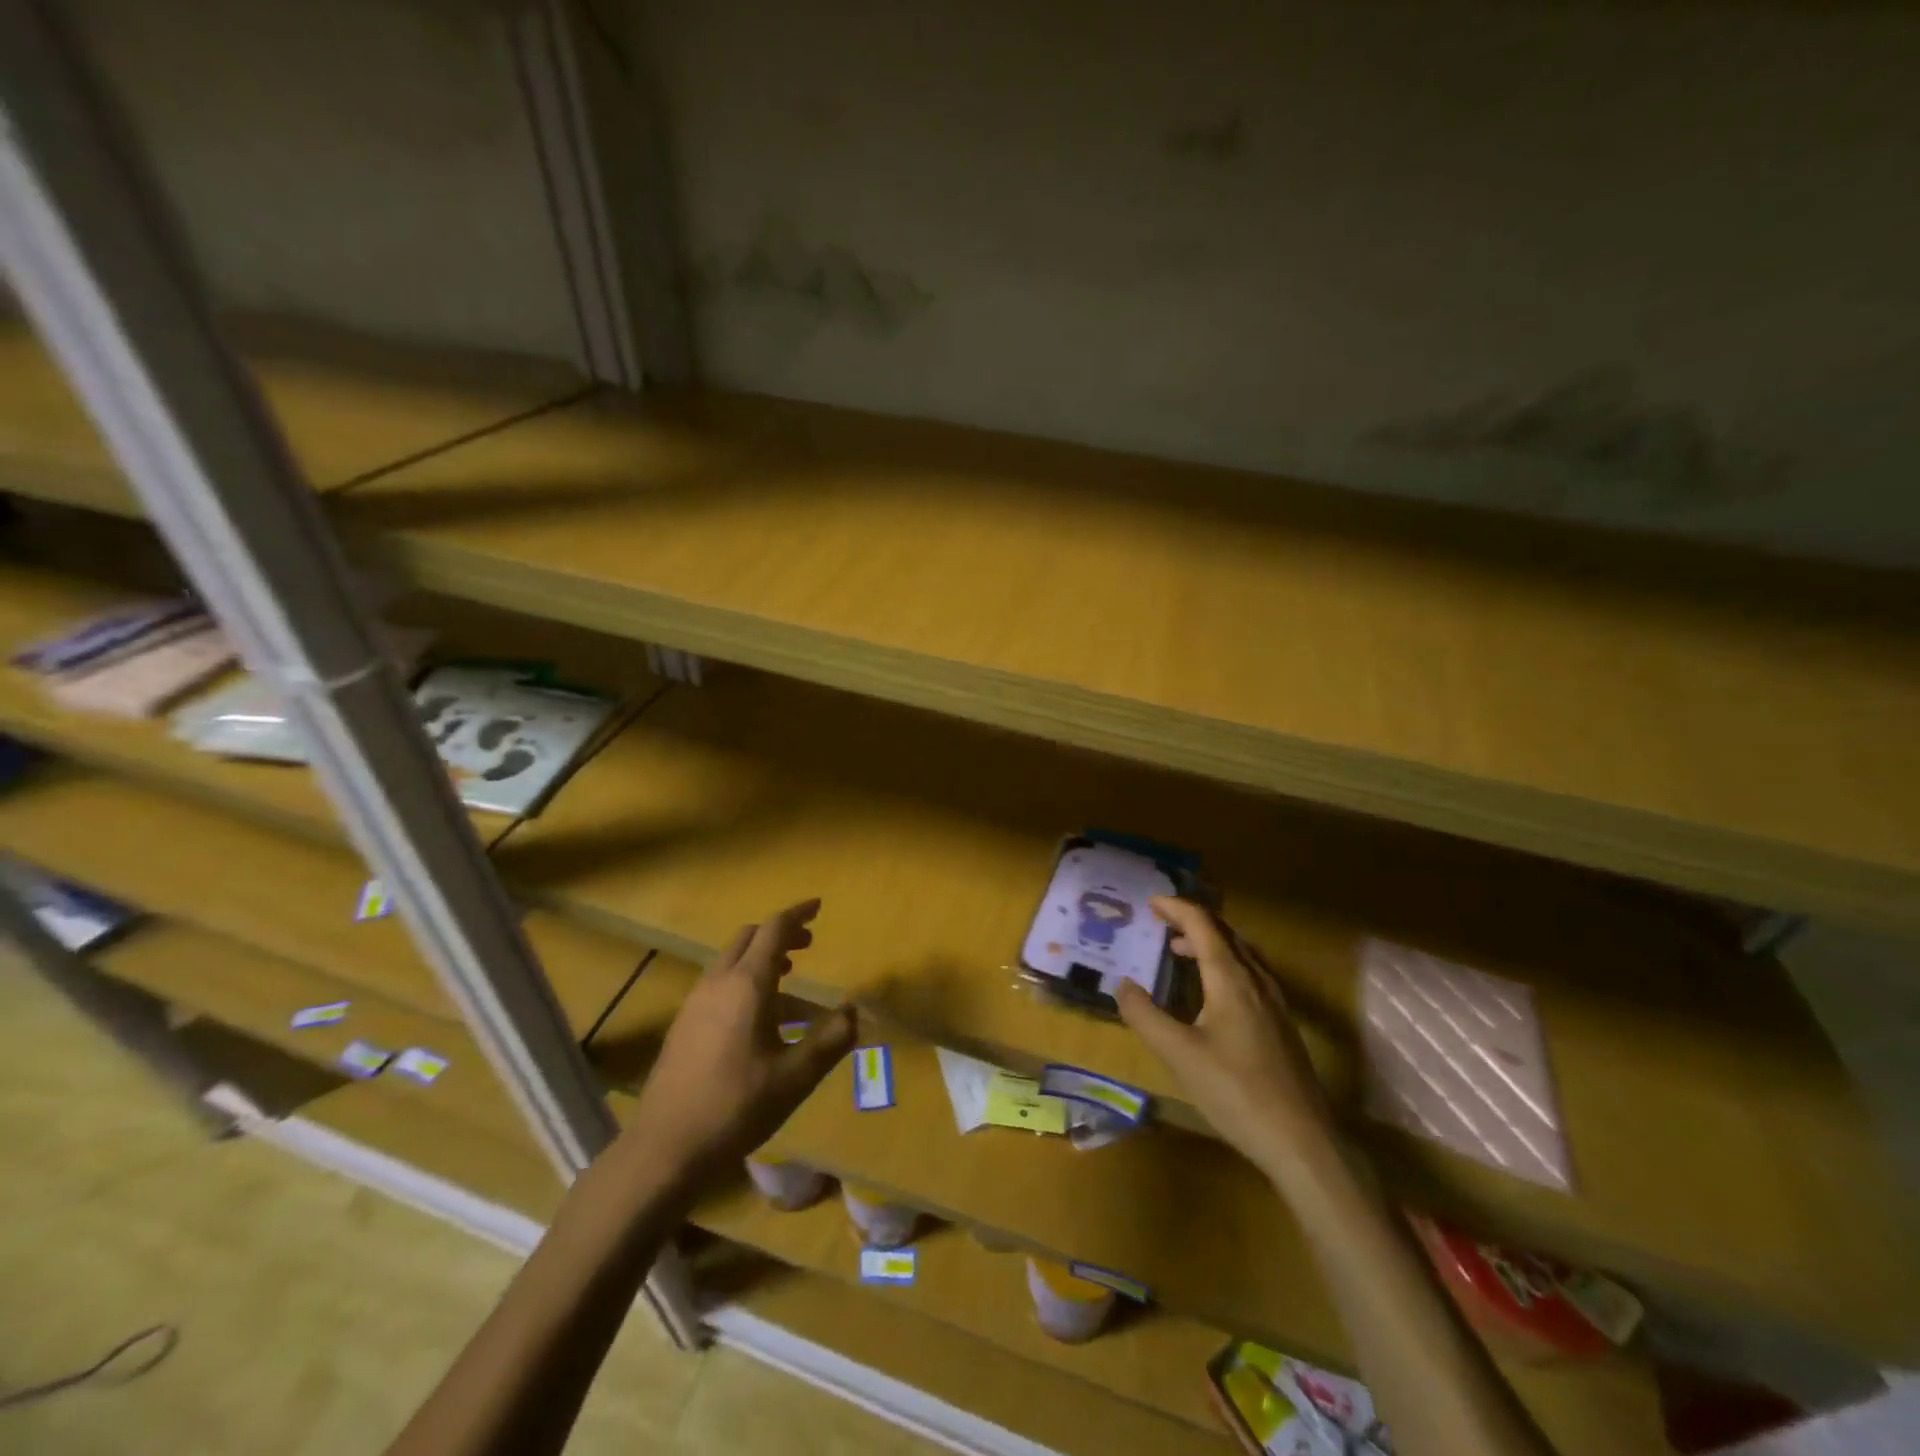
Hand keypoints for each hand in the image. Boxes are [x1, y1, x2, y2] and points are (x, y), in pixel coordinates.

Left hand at [621, 899, 854, 1188]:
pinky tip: (759, 1019)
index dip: (798, 914)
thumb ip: (830, 1040)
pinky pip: (719, 985)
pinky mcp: (684, 1024)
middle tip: (807, 944)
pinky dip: (744, 981)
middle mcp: (718, 983)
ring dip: (761, 959)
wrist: (665, 1147)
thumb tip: (855, 1011)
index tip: (818, 907)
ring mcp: (695, 1003)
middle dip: (780, 934)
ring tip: (790, 980)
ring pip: (732, 961)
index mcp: (747, 985)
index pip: (774, 930)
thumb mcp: (795, 1077)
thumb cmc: (736, 1107)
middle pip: (749, 937)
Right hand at [1117, 897, 1332, 1178]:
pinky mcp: (1280, 1025)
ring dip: (1209, 942)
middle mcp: (1256, 981)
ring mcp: (1274, 1003)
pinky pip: (1249, 974)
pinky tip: (1212, 992)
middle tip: (1161, 921)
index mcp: (1231, 979)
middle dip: (1192, 920)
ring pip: (1240, 954)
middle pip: (1225, 933)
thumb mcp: (1179, 1054)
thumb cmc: (1236, 1093)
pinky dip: (1223, 964)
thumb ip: (1145, 1016)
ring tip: (1180, 950)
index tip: (1150, 903)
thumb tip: (1122, 984)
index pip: (1203, 925)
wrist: (1303, 1142)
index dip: (1176, 908)